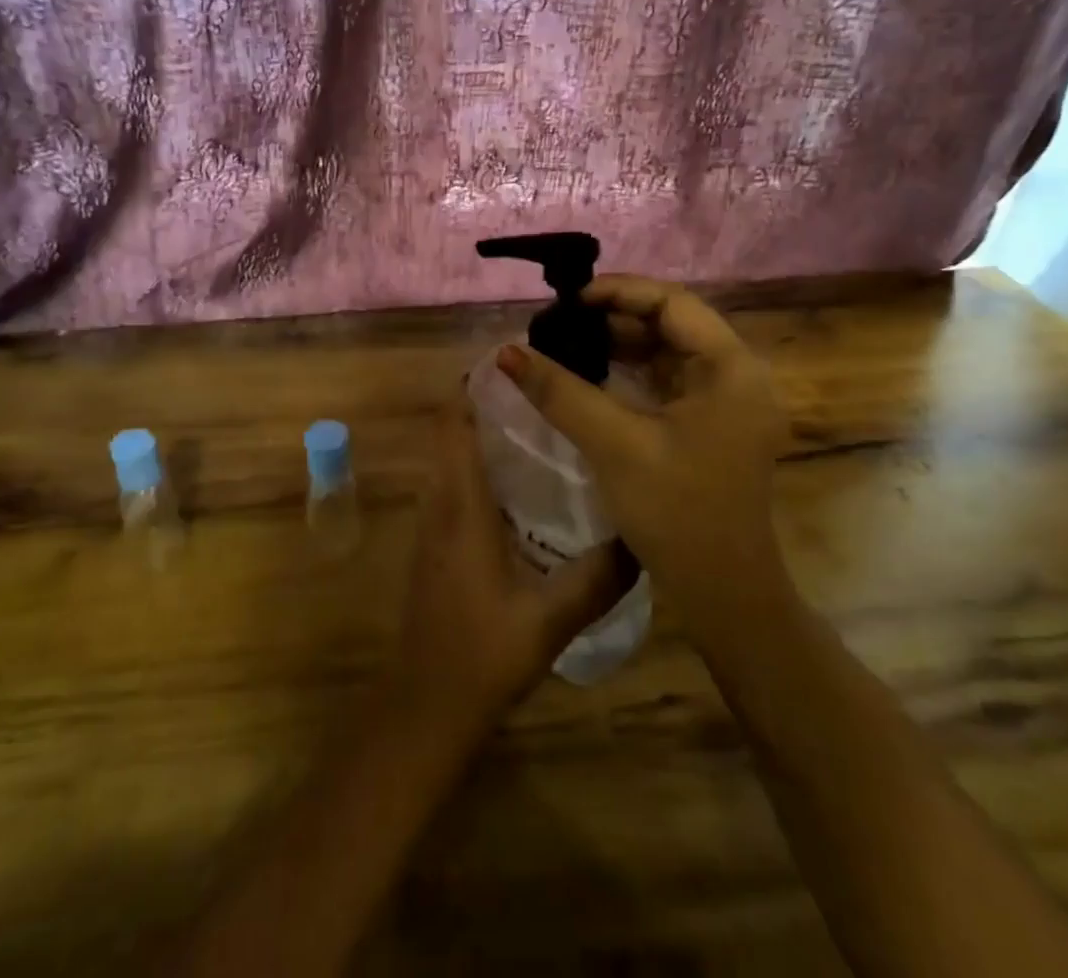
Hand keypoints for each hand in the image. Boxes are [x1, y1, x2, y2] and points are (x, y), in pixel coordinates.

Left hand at [389, 409, 632, 732]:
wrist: (426, 705)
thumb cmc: (481, 654)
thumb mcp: (550, 618)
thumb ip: (598, 577)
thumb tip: (642, 537)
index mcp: (461, 505)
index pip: (453, 423)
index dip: (474, 385)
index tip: (517, 362)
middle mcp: (441, 502)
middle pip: (454, 431)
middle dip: (490, 402)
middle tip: (547, 389)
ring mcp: (434, 523)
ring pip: (454, 456)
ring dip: (486, 432)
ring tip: (544, 422)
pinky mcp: (438, 542)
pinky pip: (457, 483)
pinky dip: (483, 464)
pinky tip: (527, 482)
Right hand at [496, 276, 792, 620]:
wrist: (723, 594)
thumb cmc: (676, 513)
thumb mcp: (614, 445)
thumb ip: (559, 392)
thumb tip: (506, 352)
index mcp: (732, 369)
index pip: (673, 302)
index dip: (619, 292)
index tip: (568, 301)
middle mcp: (738, 375)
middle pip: (672, 323)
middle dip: (615, 318)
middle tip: (562, 321)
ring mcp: (728, 402)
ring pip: (668, 351)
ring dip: (621, 344)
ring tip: (569, 341)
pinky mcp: (713, 424)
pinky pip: (669, 380)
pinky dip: (632, 372)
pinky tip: (593, 374)